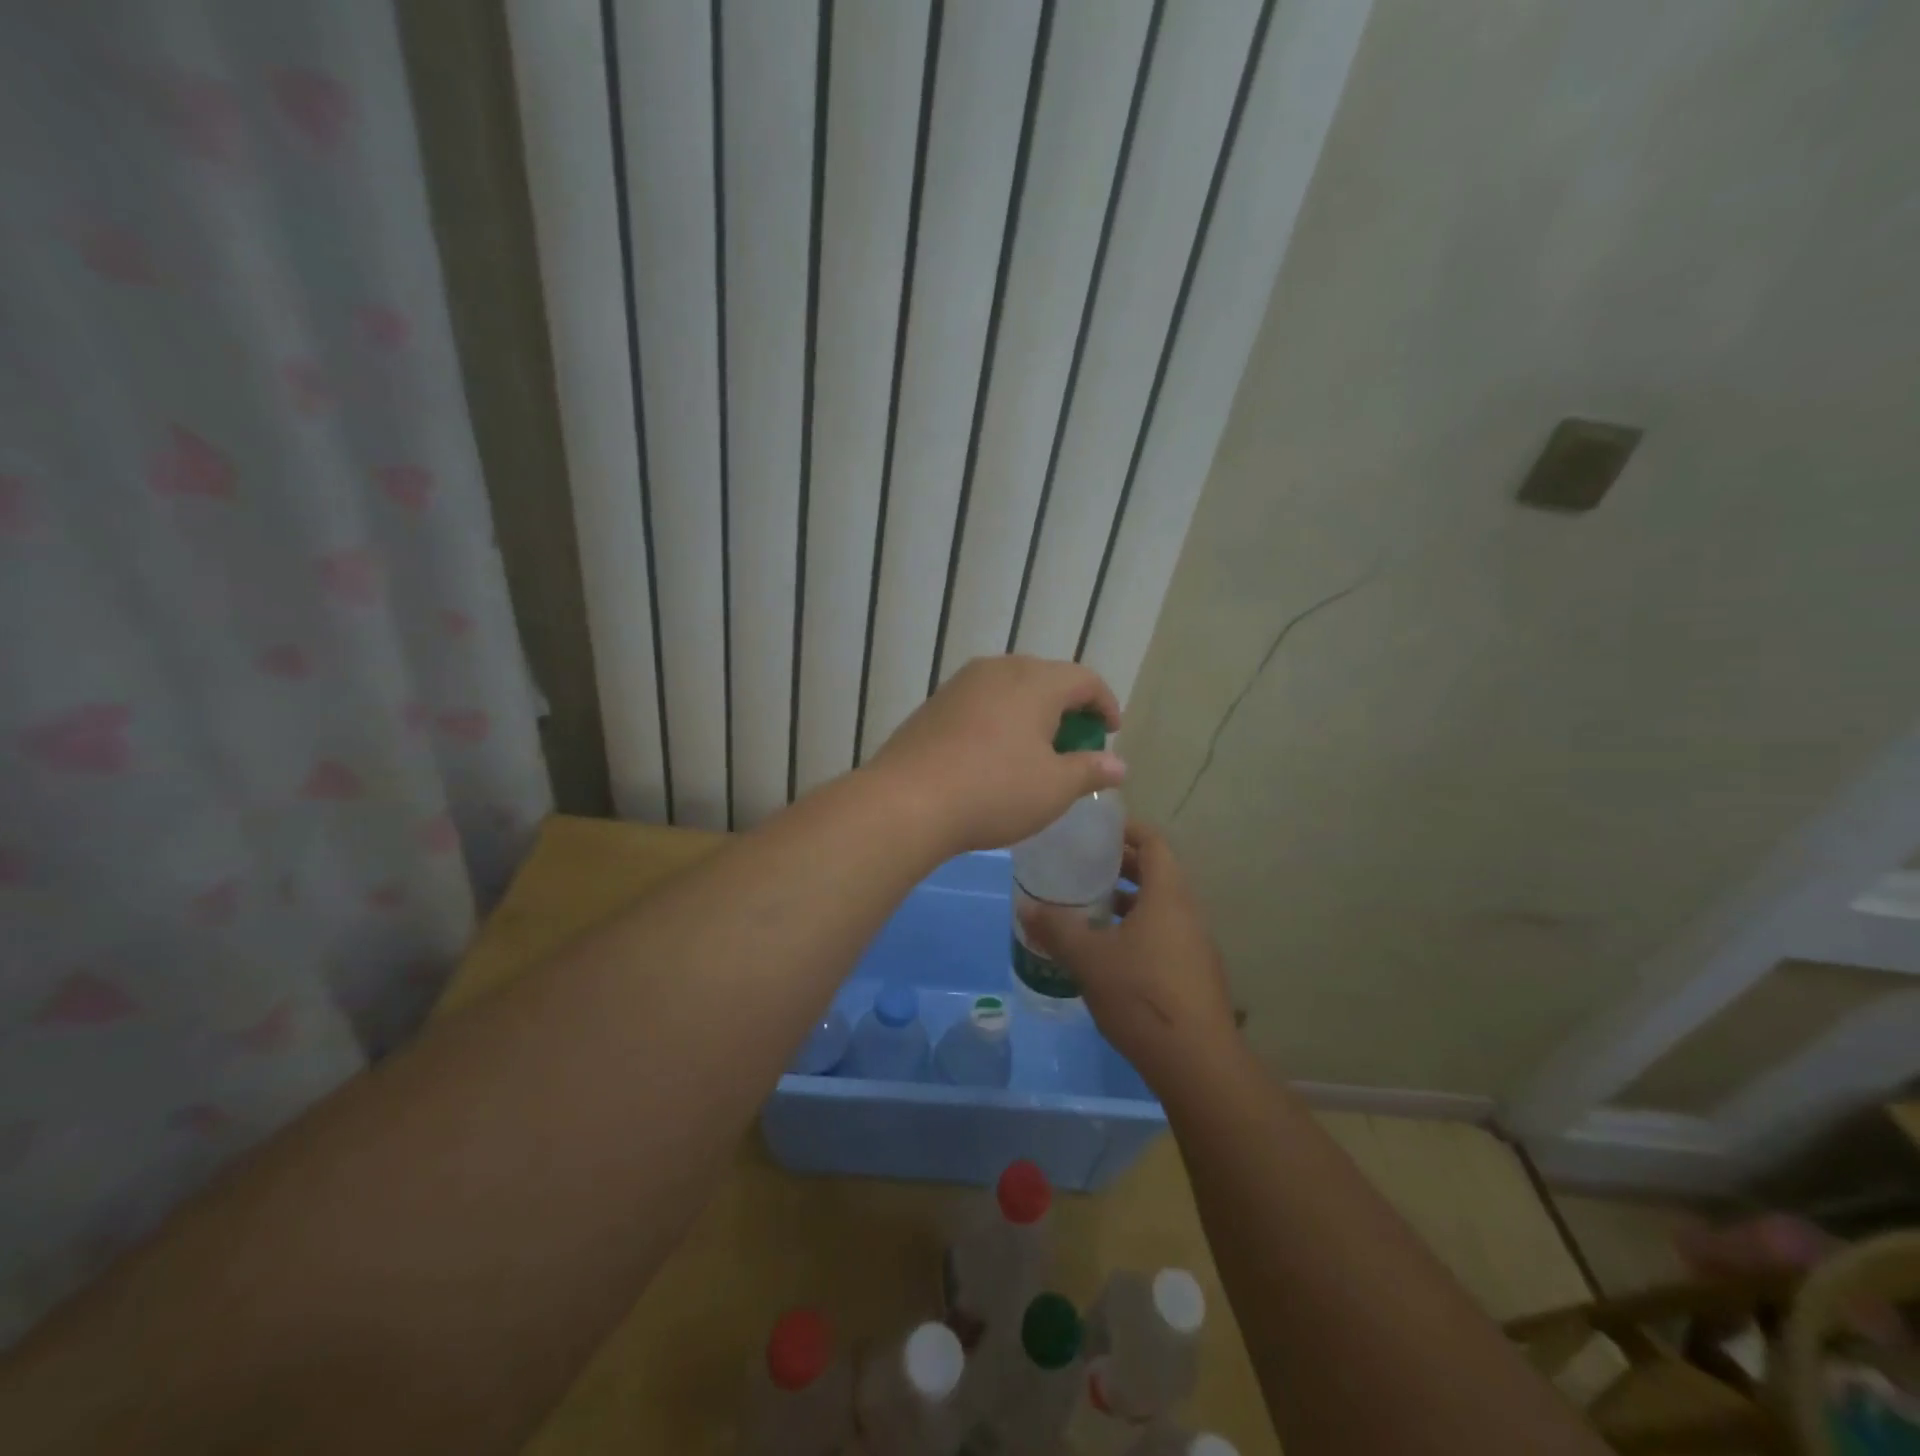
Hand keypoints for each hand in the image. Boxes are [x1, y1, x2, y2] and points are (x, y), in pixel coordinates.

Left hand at [866, 655, 1124, 853]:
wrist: (906, 801)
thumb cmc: (994, 791)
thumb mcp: (1054, 788)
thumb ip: (1090, 770)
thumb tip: (1118, 765)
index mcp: (1035, 681)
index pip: (1084, 679)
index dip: (1105, 704)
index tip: (1111, 732)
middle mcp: (998, 669)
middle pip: (1046, 678)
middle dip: (1067, 708)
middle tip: (1074, 743)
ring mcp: (961, 684)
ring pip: (1010, 689)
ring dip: (1031, 713)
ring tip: (1035, 750)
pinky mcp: (934, 704)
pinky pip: (981, 703)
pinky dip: (999, 720)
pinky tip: (993, 754)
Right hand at [1019, 822, 1236, 1083]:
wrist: (1197, 1062)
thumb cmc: (1141, 995)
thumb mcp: (1089, 959)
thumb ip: (1057, 928)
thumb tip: (1025, 906)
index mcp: (1167, 896)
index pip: (1153, 843)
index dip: (1126, 829)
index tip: (1095, 828)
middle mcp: (1186, 912)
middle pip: (1156, 872)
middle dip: (1120, 864)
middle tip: (1080, 865)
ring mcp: (1194, 944)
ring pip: (1159, 906)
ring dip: (1126, 900)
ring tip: (1087, 905)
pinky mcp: (1192, 973)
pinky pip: (1163, 933)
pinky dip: (1136, 928)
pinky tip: (1106, 950)